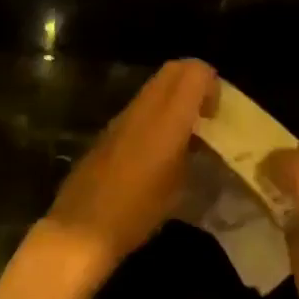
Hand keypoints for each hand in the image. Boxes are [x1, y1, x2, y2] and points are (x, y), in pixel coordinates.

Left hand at [42, 59, 217, 288]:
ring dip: (174, 98)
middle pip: (174, 69)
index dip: (211, 84)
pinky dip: (157, 113)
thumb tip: (200, 139)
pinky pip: (140, 106)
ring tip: (185, 134)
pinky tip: (159, 149)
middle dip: (194, 83)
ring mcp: (123, 116)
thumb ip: (193, 152)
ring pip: (156, 86)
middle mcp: (144, 107)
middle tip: (205, 116)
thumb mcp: (179, 187)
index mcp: (167, 118)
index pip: (194, 71)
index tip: (216, 114)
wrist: (81, 229)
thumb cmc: (137, 212)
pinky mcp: (109, 129)